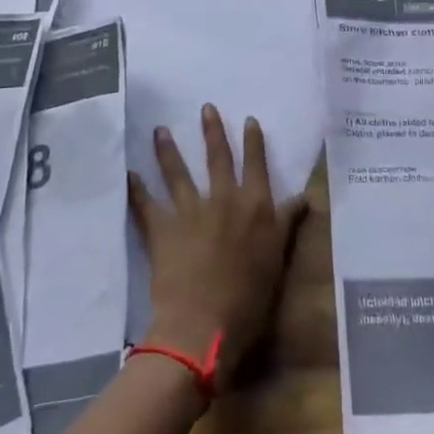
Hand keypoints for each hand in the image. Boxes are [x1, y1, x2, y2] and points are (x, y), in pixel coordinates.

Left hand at [129, 105, 308, 370]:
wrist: (204, 325)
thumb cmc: (249, 299)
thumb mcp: (277, 259)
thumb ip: (286, 224)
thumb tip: (305, 198)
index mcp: (255, 207)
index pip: (256, 165)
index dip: (253, 142)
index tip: (249, 120)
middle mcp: (223, 200)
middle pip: (218, 158)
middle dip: (212, 131)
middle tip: (206, 108)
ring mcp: (190, 211)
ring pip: (178, 172)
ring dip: (169, 150)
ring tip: (161, 130)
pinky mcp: (162, 229)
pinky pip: (145, 204)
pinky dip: (136, 189)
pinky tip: (128, 173)